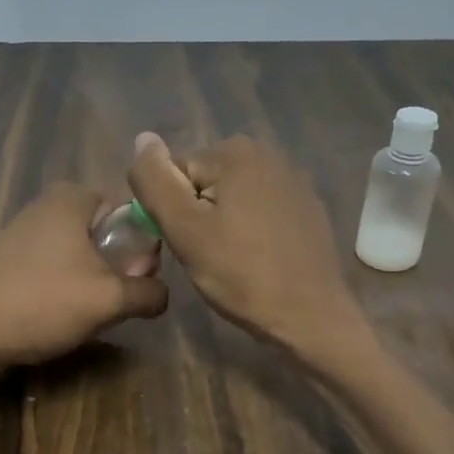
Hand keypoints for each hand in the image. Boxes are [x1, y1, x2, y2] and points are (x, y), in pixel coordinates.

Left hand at [0, 182, 168, 364]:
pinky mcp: (13, 260)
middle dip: (120, 269)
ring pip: (85, 256)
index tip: (140, 280)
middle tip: (117, 303)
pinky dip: (69, 290)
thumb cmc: (40, 302)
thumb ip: (148, 292)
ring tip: (89, 315)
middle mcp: (50, 205)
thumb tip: (163, 293)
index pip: (134, 212)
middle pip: (110, 235)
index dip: (146, 247)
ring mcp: (28, 232)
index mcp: (74, 197)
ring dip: (96, 285)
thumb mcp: (109, 299)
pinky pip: (59, 269)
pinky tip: (62, 317)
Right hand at [128, 132, 365, 354]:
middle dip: (200, 218)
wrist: (310, 315)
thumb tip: (142, 138)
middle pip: (207, 184)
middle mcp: (270, 154)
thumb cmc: (241, 274)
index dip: (173, 214)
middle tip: (209, 257)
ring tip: (234, 263)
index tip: (189, 246)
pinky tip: (260, 261)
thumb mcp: (185, 230)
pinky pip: (263, 214)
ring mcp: (295, 181)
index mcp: (237, 151)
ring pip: (234, 200)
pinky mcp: (309, 210)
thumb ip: (155, 181)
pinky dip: (254, 233)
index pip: (177, 174)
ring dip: (225, 227)